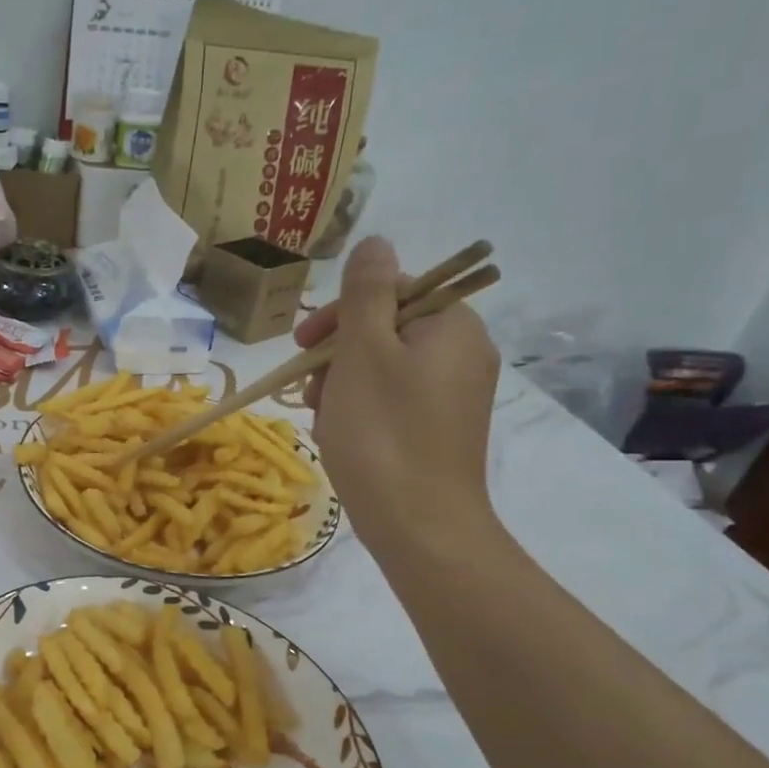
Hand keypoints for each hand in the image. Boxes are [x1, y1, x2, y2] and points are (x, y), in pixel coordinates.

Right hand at [297, 236, 501, 558]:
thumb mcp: (363, 352)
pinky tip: (339, 432)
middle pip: (387, 328)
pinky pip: (394, 398)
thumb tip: (375, 242)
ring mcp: (454, 395)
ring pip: (385, 366)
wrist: (418, 525)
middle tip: (308, 385)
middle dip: (339, 351)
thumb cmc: (382, 433)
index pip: (393, 289)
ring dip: (343, 381)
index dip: (343, 311)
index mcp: (452, 326)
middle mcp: (463, 353)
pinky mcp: (441, 428)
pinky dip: (361, 407)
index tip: (305, 343)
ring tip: (320, 414)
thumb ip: (366, 292)